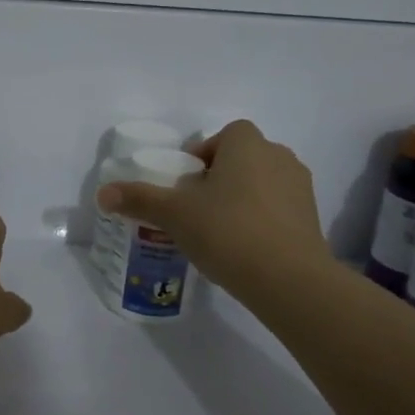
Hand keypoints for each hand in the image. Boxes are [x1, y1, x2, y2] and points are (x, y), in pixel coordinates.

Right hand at [96, 119, 331, 303]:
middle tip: (197, 208)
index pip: (224, 135)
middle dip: (220, 177)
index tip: (186, 184)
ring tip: (219, 230)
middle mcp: (279, 156)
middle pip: (243, 158)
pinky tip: (244, 248)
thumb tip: (102, 193)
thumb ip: (139, 199)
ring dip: (242, 198)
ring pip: (262, 183)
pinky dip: (262, 220)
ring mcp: (301, 187)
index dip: (203, 155)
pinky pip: (279, 209)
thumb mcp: (174, 214)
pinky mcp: (312, 219)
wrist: (289, 279)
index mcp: (247, 144)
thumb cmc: (227, 231)